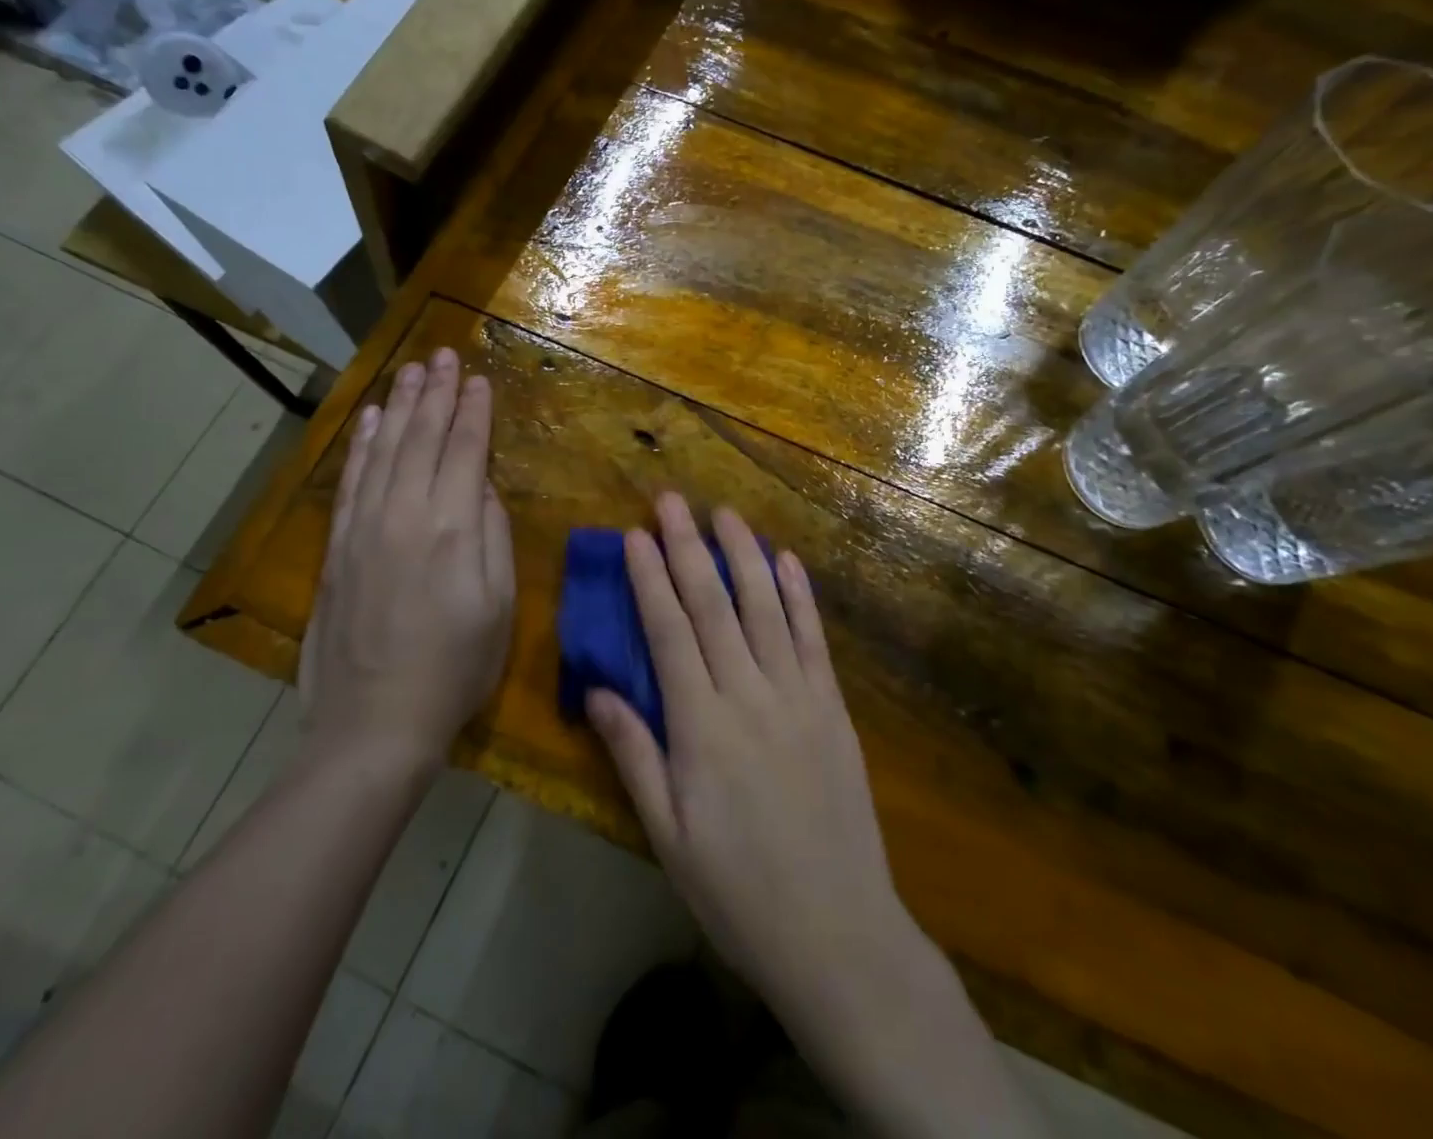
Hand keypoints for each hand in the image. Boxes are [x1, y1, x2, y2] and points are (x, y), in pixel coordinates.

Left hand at [301, 347, 514, 773]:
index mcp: (452, 528)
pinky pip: (351, 480)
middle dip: (436, 393)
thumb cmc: (455, 669)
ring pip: (384, 450)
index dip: (474, 412)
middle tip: (444, 356)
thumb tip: (482, 489)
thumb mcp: (499, 606)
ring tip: (411, 370)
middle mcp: (405, 514)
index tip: (479, 380)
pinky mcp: (338, 547)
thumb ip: (493, 537)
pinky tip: (369, 420)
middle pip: (421, 438)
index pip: (464, 451)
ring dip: (398, 406)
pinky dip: (361, 445)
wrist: (374, 723)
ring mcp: (364, 528)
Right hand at [585, 493, 913, 1017]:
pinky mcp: (833, 707)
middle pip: (714, 605)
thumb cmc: (737, 890)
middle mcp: (749, 694)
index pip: (669, 632)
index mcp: (701, 725)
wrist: (837, 931)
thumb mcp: (668, 835)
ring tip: (725, 513)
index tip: (635, 534)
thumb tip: (596, 691)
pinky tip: (787, 561)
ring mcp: (798, 695)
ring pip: (766, 607)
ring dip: (743, 555)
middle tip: (672, 500)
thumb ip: (634, 755)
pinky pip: (814, 638)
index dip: (650, 578)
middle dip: (688, 547)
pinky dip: (800, 594)